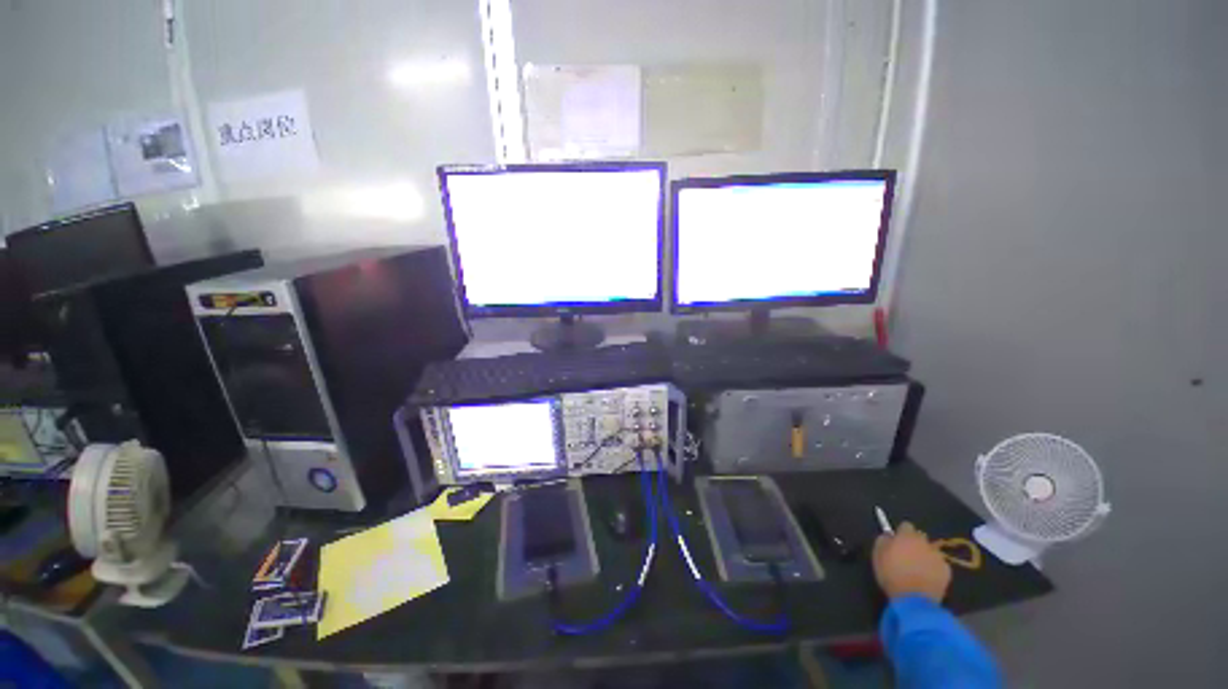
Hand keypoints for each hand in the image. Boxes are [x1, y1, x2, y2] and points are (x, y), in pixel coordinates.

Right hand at [872, 522, 951, 601]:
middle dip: (915, 542)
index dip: (901, 533)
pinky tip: (927, 577)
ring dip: (925, 555)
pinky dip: (934, 567)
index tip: (897, 542)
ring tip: (918, 568)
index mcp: (906, 536)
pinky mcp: (947, 571)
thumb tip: (888, 536)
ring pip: (931, 550)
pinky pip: (939, 564)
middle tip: (908, 555)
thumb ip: (883, 540)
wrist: (914, 600)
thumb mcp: (878, 555)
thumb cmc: (892, 575)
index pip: (906, 525)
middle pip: (920, 536)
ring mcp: (938, 556)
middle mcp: (924, 543)